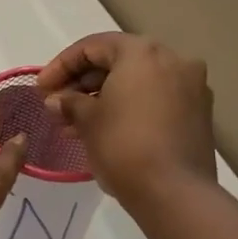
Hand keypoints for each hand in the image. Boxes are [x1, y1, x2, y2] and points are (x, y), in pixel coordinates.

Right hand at [34, 34, 216, 201]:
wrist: (173, 191)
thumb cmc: (123, 145)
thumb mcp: (86, 120)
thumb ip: (68, 102)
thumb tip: (57, 100)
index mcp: (142, 53)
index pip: (93, 47)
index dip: (61, 65)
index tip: (40, 89)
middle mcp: (172, 60)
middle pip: (117, 61)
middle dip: (82, 83)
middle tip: (56, 106)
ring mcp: (190, 87)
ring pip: (136, 82)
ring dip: (103, 98)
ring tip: (73, 125)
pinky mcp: (197, 113)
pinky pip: (153, 99)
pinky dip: (127, 107)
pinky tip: (104, 130)